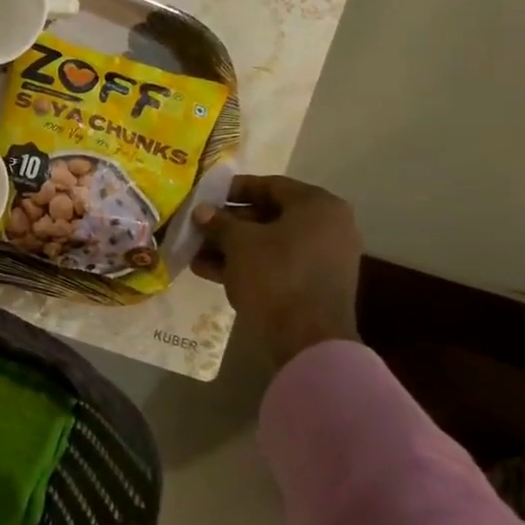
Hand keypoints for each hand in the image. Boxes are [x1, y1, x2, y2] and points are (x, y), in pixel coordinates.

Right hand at [192, 174, 361, 367]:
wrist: (308, 339)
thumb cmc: (275, 275)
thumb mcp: (238, 243)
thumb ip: (219, 222)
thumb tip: (202, 211)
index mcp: (317, 206)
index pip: (270, 185)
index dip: (233, 189)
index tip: (206, 196)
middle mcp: (328, 226)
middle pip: (269, 215)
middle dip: (229, 223)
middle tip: (198, 227)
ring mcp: (324, 257)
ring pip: (270, 243)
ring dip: (232, 246)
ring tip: (196, 252)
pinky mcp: (315, 284)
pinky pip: (277, 264)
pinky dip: (247, 264)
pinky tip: (210, 271)